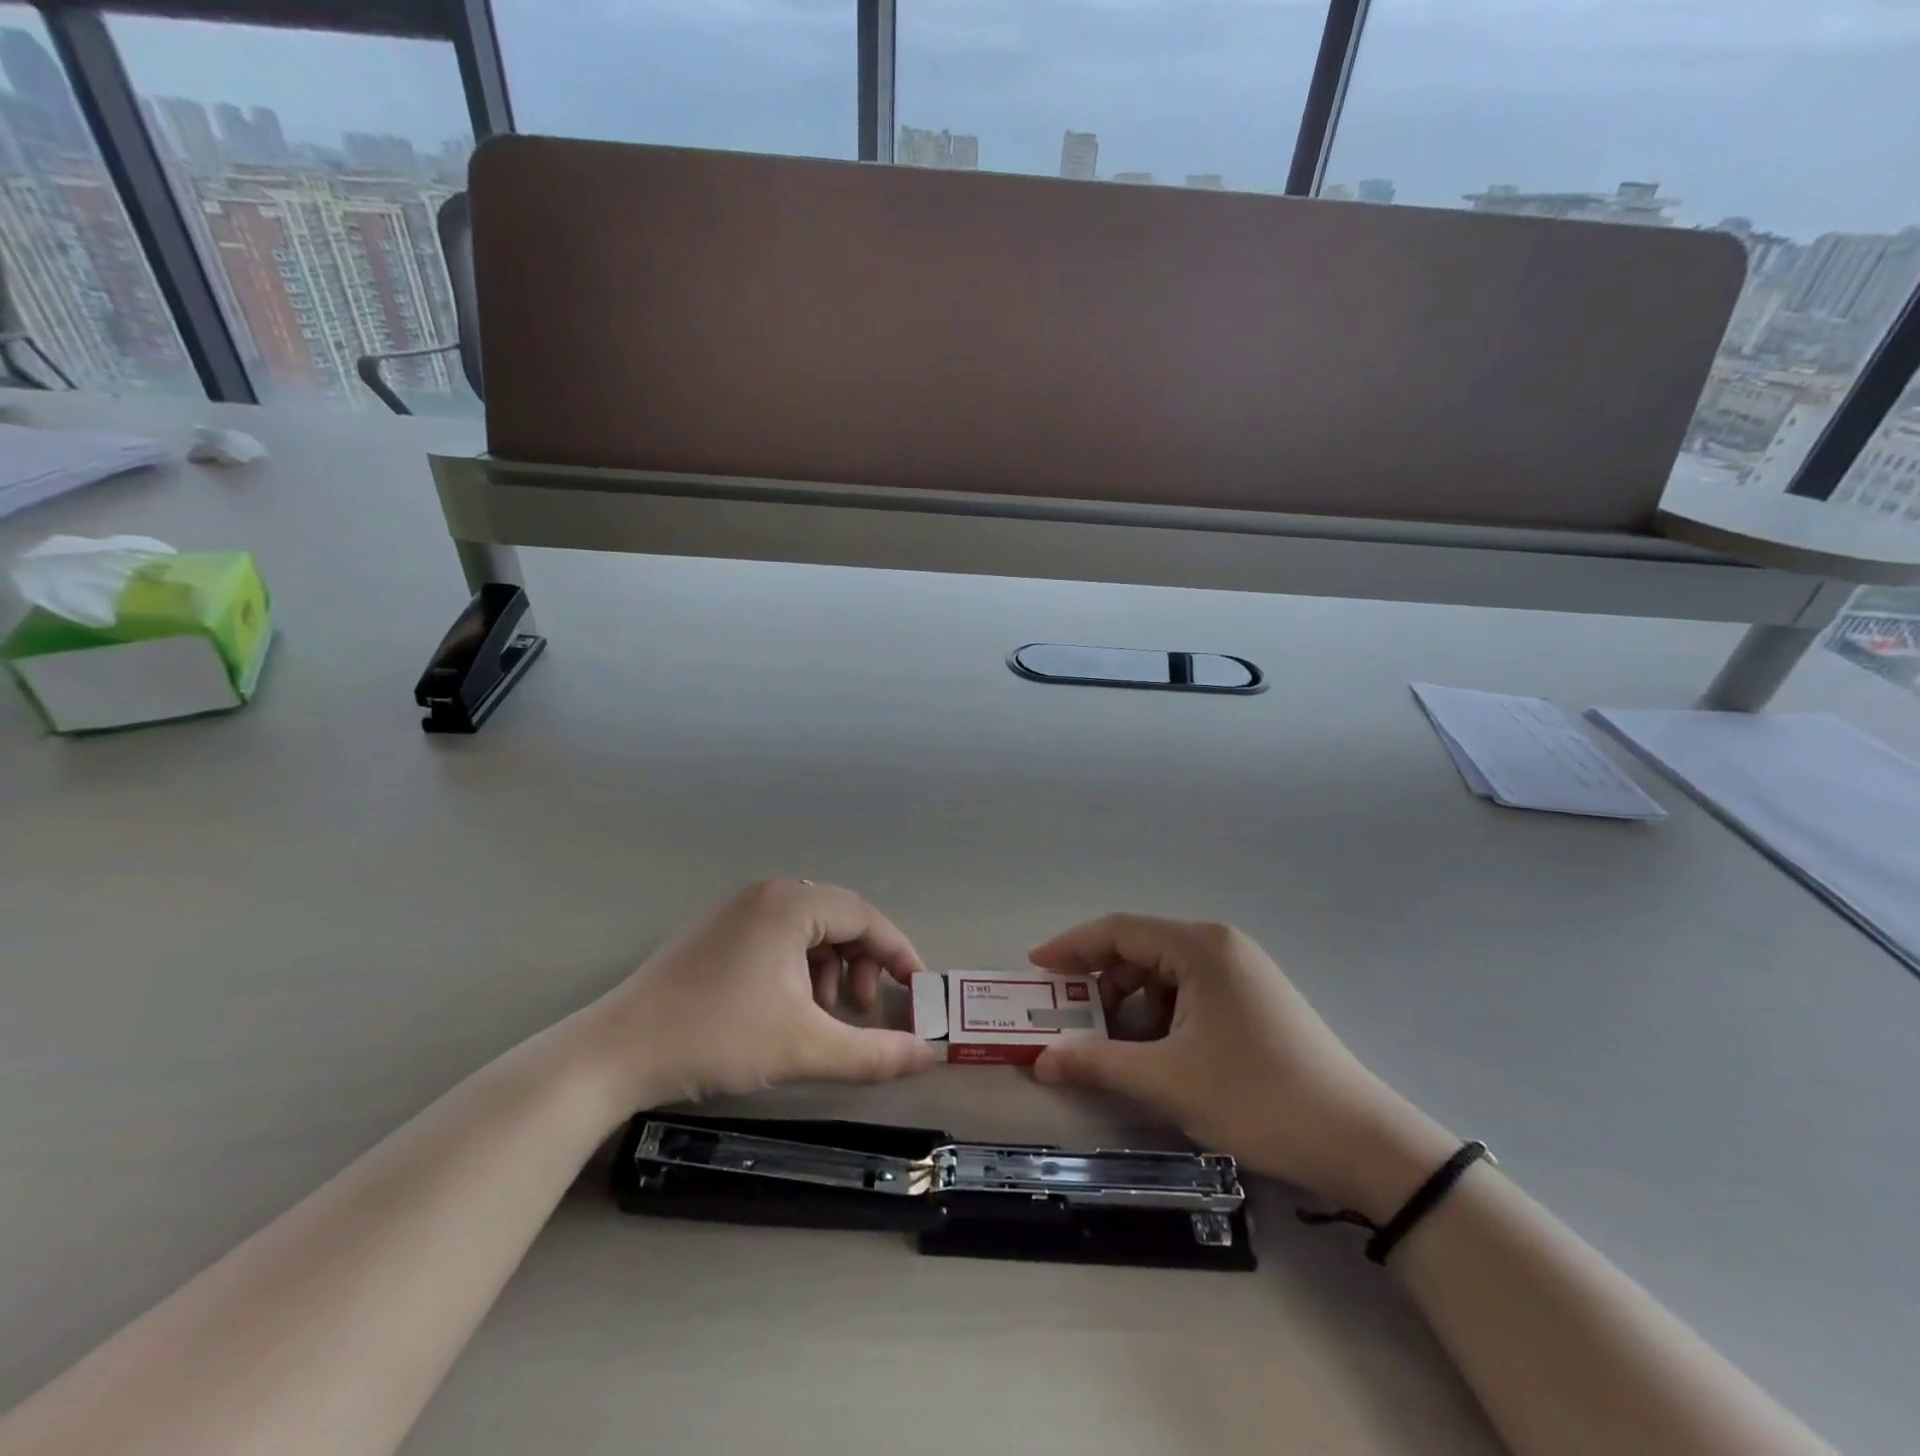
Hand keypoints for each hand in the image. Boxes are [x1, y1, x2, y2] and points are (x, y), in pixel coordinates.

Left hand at [576, 880, 939, 1114]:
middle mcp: (766, 894)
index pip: (865, 916)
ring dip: (831, 971)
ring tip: (824, 1018)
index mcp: (790, 904)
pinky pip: (778, 939)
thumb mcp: (805, 1048)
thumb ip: (875, 1053)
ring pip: (808, 932)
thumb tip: (931, 1055)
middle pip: (838, 920)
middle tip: (864, 1012)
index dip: (898, 953)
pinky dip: (798, 971)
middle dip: (863, 965)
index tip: (918, 991)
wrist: (615, 1054)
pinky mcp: (715, 933)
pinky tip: (788, 1010)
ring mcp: (736, 910)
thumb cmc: (718, 1037)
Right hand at [1030, 915, 1455, 1219]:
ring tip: (1109, 1046)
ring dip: (1130, 1005)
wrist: (1361, 1143)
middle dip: (1099, 983)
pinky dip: (1161, 1017)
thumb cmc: (1257, 1097)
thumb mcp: (1167, 1081)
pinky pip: (1189, 994)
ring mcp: (1242, 972)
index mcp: (1200, 947)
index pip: (1118, 930)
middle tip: (1066, 1017)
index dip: (1071, 947)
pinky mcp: (1254, 1000)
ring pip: (1164, 976)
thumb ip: (1095, 1064)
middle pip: (1140, 950)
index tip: (1036, 969)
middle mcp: (1220, 946)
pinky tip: (1153, 1054)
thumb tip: (1039, 1061)